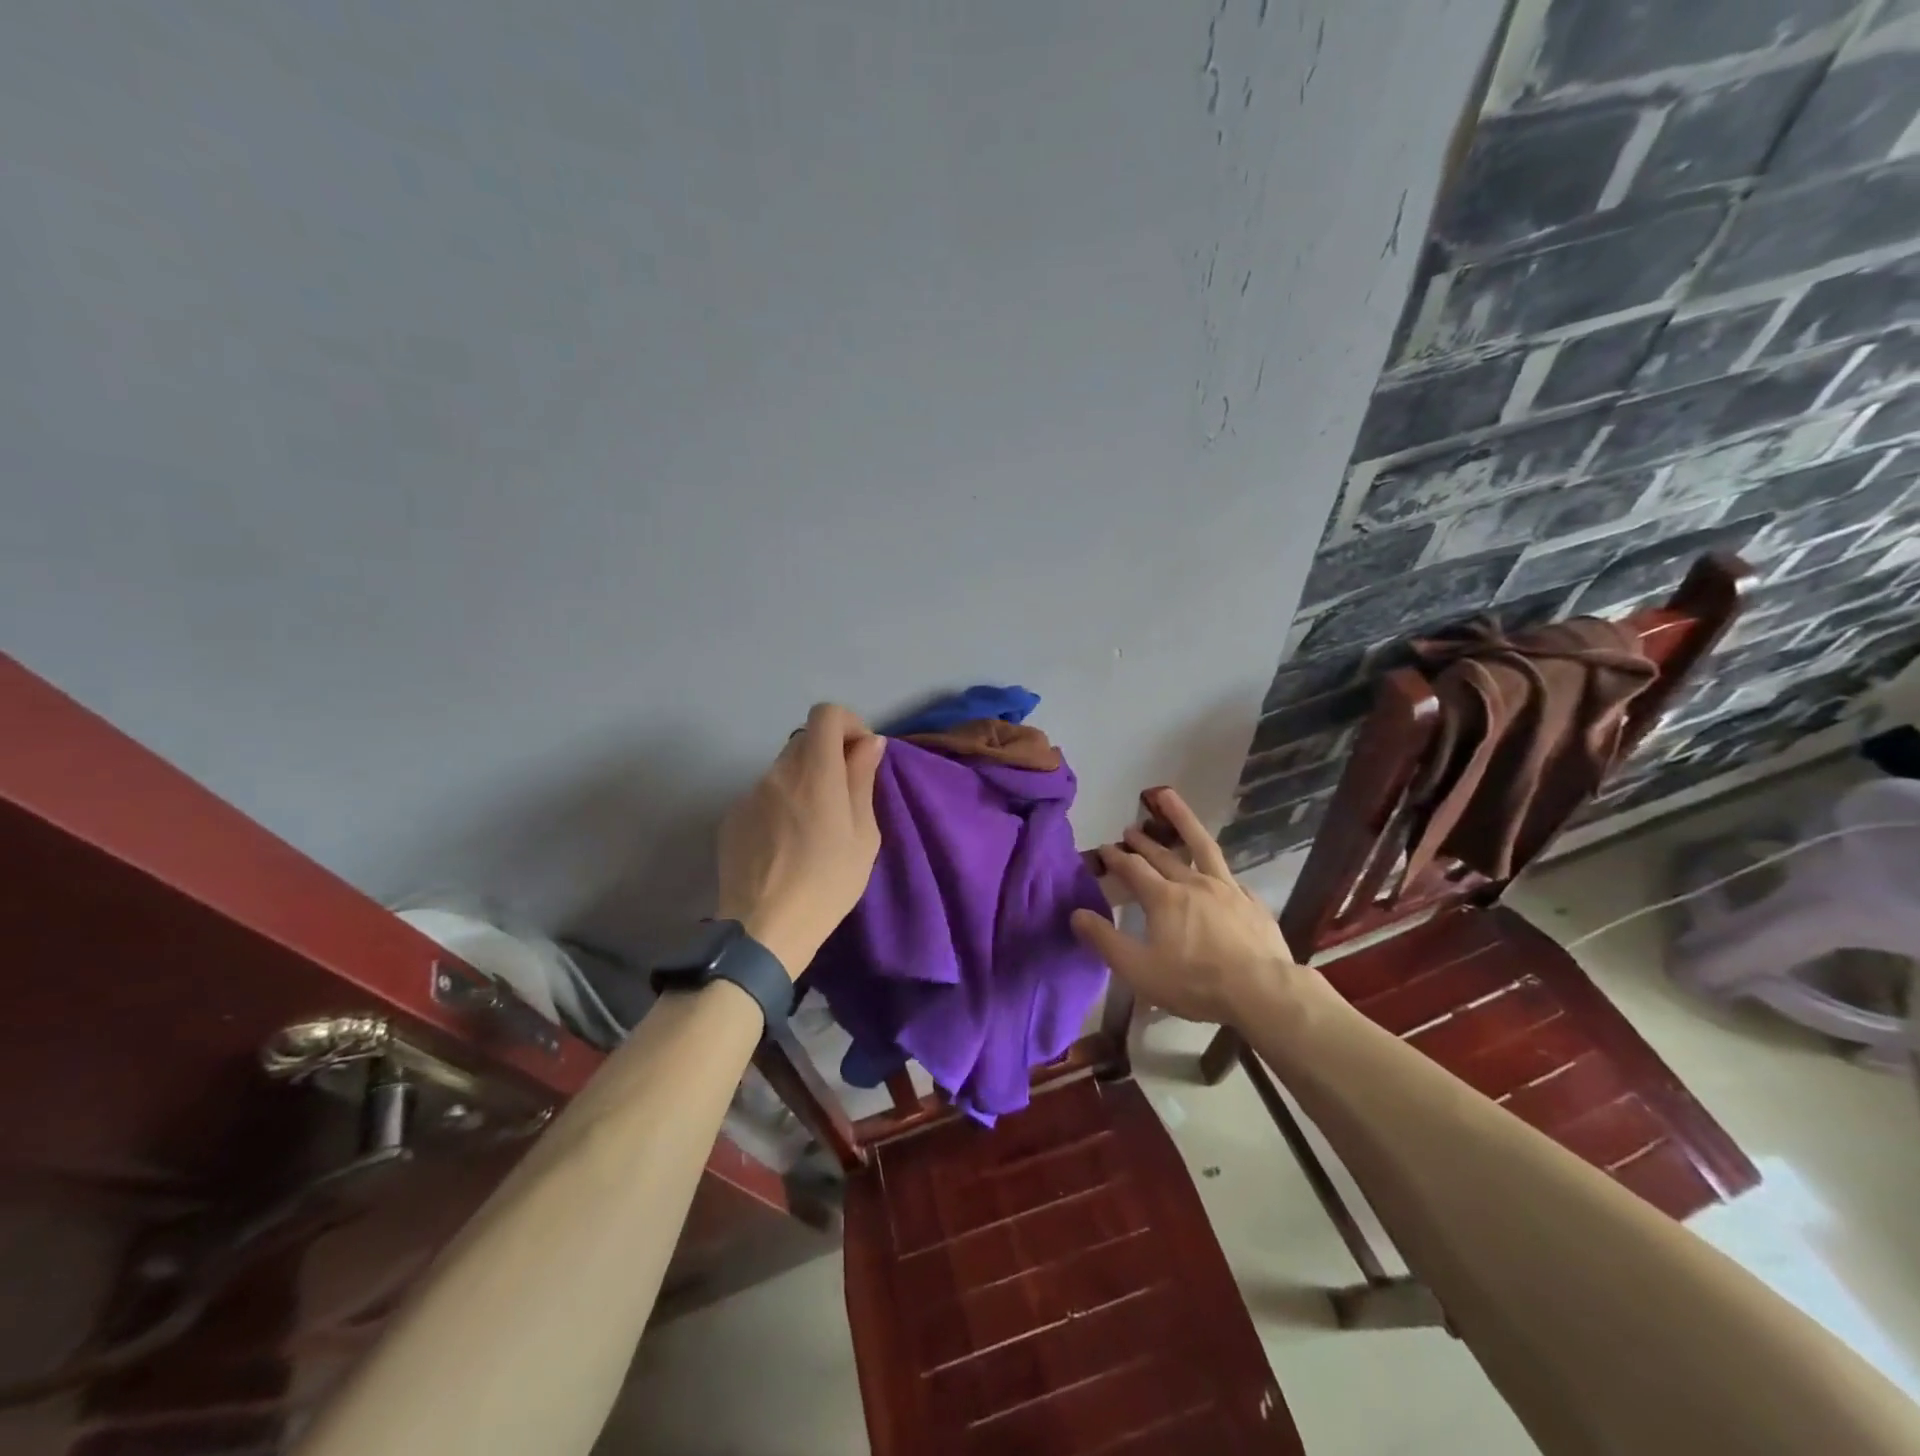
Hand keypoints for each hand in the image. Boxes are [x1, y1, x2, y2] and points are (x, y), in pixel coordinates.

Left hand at [717, 704, 885, 978]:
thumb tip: (869, 743)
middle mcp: (777, 773)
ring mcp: (749, 794)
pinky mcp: (732, 817)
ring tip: (814, 829)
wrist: (764, 929)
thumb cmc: (827, 884)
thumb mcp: (863, 835)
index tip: (860, 755)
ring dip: (805, 782)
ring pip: (784, 770)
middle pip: (805, 740)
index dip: (848, 724)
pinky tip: (786, 845)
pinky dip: (781, 805)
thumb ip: (862, 780)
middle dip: (829, 756)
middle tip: (845, 796)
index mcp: (814, 773)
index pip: (826, 714)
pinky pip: (764, 795)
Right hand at [1071, 788, 1309, 1025]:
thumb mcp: (1138, 969)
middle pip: (1162, 855)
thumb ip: (1104, 940)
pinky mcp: (1251, 902)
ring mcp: (1227, 889)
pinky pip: (1231, 876)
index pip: (1132, 868)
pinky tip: (1219, 870)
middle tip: (1130, 829)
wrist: (1261, 992)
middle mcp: (1193, 883)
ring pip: (1201, 846)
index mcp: (1163, 898)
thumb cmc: (1194, 982)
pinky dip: (1218, 867)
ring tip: (1169, 797)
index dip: (1115, 857)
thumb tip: (1076, 914)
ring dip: (1182, 819)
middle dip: (1142, 841)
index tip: (1103, 848)